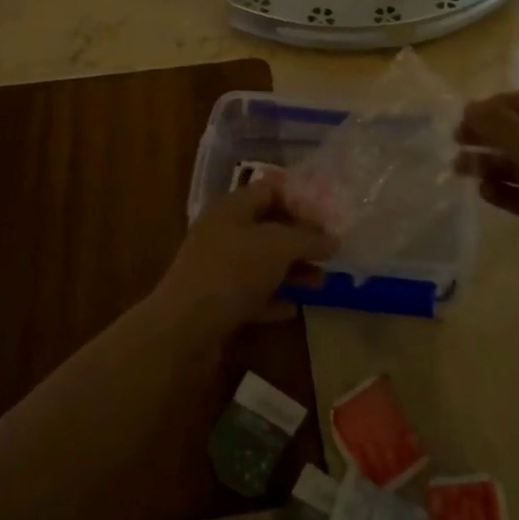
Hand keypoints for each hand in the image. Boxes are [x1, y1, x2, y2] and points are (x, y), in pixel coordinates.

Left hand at [151, 175, 338, 341]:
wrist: (184, 329)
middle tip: (331, 251)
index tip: (328, 215)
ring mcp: (218, 268)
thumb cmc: (233, 271)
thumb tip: (334, 238)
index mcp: (233, 207)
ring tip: (322, 282)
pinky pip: (251, 295)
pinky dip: (272, 299)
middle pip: (268, 227)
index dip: (300, 199)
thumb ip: (308, 239)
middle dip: (300, 239)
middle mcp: (223, 232)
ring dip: (292, 270)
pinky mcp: (216, 302)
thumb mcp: (278, 246)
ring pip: (262, 262)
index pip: (270, 189)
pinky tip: (293, 308)